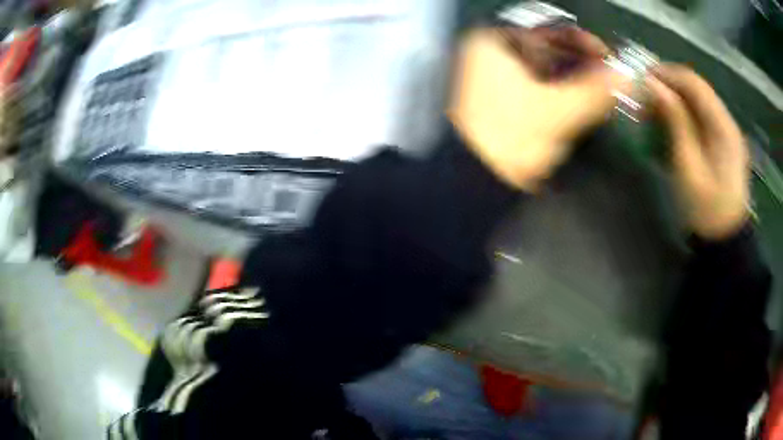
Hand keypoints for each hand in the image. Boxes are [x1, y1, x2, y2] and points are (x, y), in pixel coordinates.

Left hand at [448, 27, 630, 191]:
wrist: (473, 183)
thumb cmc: (507, 139)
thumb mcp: (555, 112)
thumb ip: (595, 93)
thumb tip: (627, 77)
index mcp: (493, 44)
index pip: (548, 30)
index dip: (583, 42)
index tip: (609, 58)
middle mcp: (492, 55)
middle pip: (550, 50)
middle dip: (584, 65)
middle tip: (611, 79)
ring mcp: (497, 79)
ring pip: (547, 71)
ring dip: (577, 81)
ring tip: (603, 93)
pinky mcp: (504, 102)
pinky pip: (541, 89)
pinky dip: (563, 95)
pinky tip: (583, 105)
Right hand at [647, 64, 749, 240]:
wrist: (723, 244)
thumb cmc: (706, 210)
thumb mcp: (688, 167)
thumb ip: (676, 122)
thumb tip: (653, 85)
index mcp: (724, 126)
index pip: (694, 83)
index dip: (667, 74)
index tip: (641, 77)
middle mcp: (727, 122)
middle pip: (696, 90)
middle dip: (669, 87)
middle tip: (644, 96)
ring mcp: (727, 134)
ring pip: (698, 103)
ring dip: (675, 101)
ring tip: (652, 110)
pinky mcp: (723, 145)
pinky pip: (701, 119)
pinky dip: (684, 116)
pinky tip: (670, 125)